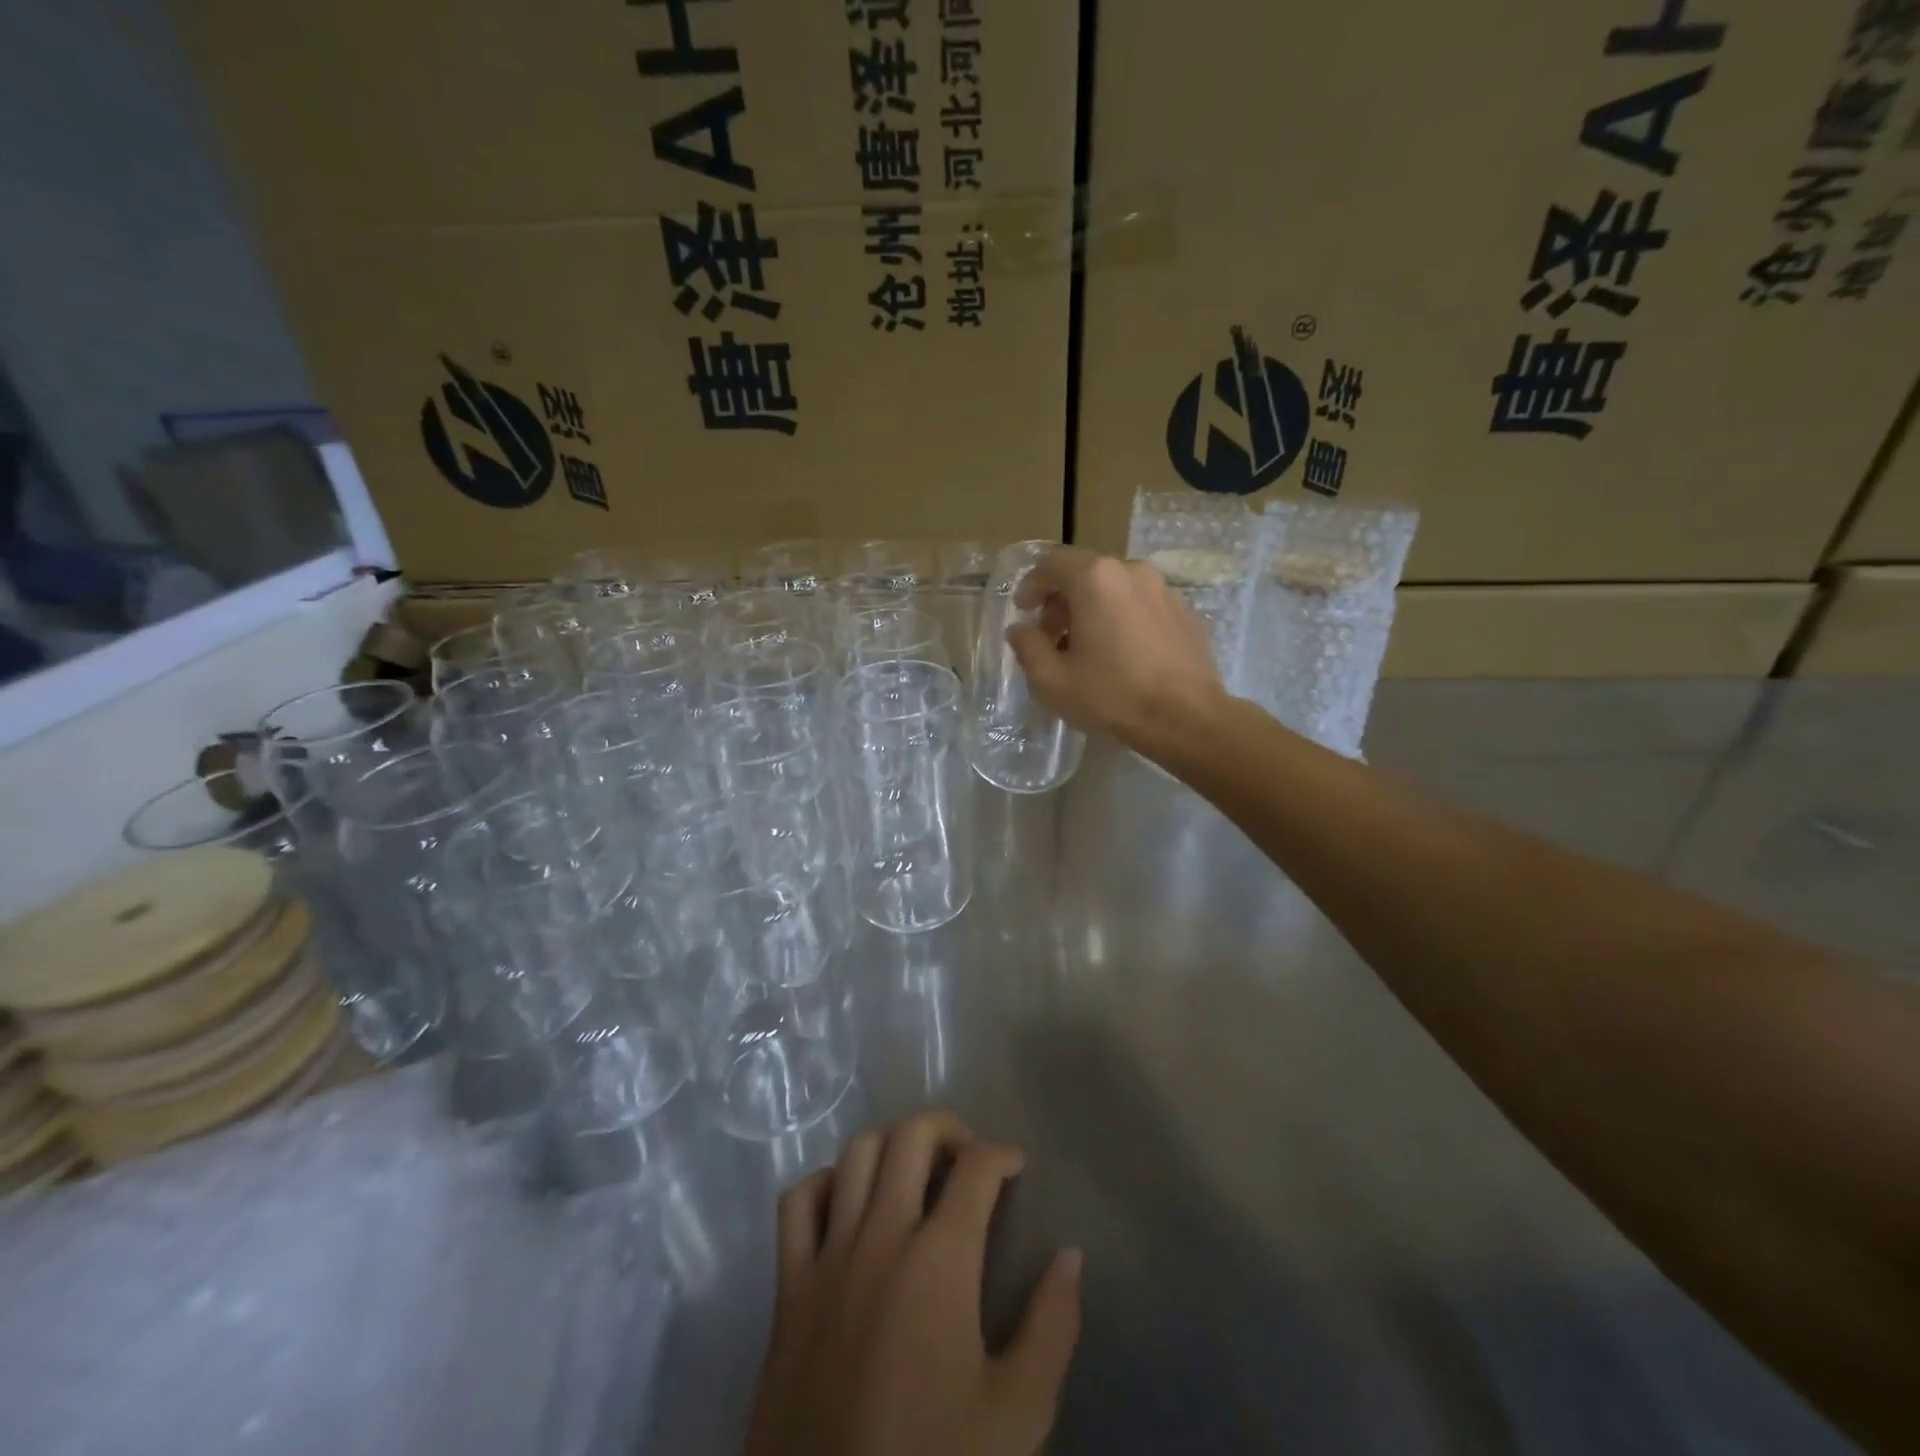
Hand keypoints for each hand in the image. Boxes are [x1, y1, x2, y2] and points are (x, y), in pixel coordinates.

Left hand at [745, 1112, 1082, 1455]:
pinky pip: (798, 1203)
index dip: (1002, 1154)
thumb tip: (1071, 1255)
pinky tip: (849, 1203)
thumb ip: (1052, 1326)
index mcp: (940, 1260)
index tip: (1016, 1168)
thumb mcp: (1018, 1414)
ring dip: (891, 1145)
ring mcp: (828, 1257)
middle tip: (968, 1157)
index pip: (976, 1168)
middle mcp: (881, 1237)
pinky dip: (827, 1184)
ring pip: (856, 1153)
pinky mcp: (787, 1288)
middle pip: (911, 1136)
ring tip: (914, 1171)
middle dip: (948, 1129)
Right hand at [1004, 547, 1226, 750]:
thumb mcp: (1052, 680)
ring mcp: (1164, 589)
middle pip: (1085, 573)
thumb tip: (1020, 629)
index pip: (1051, 564)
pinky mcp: (1185, 612)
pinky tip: (1122, 654)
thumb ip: (1027, 647)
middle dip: (1062, 600)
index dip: (1031, 585)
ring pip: (1116, 588)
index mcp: (1095, 579)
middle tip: (1052, 636)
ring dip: (1093, 609)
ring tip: (1087, 648)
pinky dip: (1123, 618)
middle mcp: (1132, 571)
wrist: (1187, 719)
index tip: (1023, 611)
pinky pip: (1142, 605)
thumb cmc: (1112, 696)